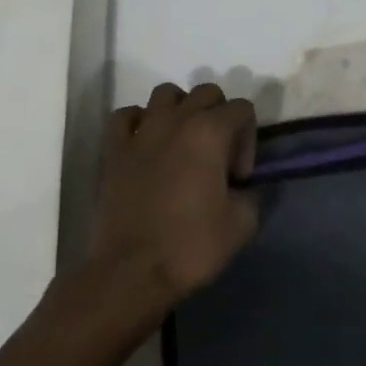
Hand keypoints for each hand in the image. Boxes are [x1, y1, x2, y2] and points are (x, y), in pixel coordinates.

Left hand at [90, 82, 259, 314]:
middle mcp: (176, 120)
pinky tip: (145, 145)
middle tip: (217, 155)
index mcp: (210, 132)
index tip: (239, 177)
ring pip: (165, 94)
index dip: (248, 139)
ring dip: (180, 110)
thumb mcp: (242, 224)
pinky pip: (126, 116)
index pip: (242, 108)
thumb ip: (252, 194)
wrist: (131, 273)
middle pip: (206, 93)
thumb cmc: (191, 245)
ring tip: (182, 143)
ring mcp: (141, 132)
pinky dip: (139, 122)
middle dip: (219, 116)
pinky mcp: (113, 149)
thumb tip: (242, 188)